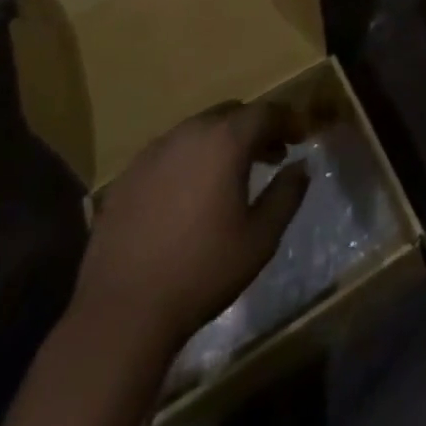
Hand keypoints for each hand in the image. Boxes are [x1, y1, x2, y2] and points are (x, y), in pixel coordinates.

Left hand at [71, 102, 308, 352]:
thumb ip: (287, 194)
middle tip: (270, 155)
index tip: (300, 137)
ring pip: (198, 130)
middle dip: (254, 128)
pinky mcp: (128, 175)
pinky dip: (188, 161)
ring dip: (220, 142)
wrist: (123, 313)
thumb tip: (302, 165)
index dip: (287, 120)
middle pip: (231, 114)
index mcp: (225, 141)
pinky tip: (188, 195)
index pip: (266, 112)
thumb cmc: (202, 272)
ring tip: (228, 175)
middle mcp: (190, 132)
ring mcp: (154, 151)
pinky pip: (168, 153)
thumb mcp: (261, 238)